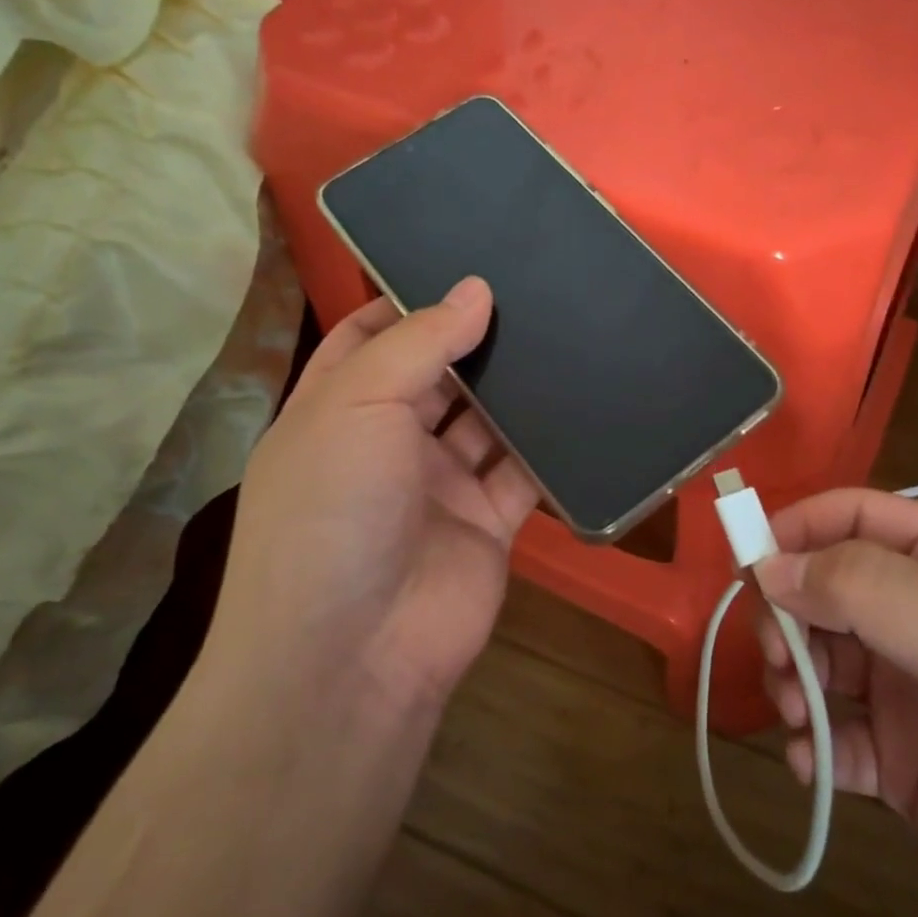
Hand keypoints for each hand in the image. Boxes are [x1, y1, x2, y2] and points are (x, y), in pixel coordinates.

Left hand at [204, 278, 537, 713]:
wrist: (354, 654)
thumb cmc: (331, 511)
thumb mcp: (356, 406)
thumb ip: (419, 343)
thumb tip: (476, 289)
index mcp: (337, 408)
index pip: (371, 336)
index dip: (411, 300)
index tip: (465, 263)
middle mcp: (387, 442)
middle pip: (439, 374)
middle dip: (477, 338)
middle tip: (536, 289)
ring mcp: (439, 484)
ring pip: (487, 420)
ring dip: (518, 387)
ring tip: (568, 330)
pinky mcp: (488, 522)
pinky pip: (524, 472)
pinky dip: (550, 445)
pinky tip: (586, 401)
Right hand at [753, 489, 917, 916]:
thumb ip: (868, 591)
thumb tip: (770, 565)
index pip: (857, 518)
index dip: (799, 530)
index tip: (750, 566)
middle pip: (828, 590)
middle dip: (791, 616)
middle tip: (781, 658)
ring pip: (824, 663)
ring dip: (794, 681)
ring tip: (797, 715)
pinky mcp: (910, 768)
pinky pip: (838, 739)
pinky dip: (813, 746)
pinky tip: (811, 765)